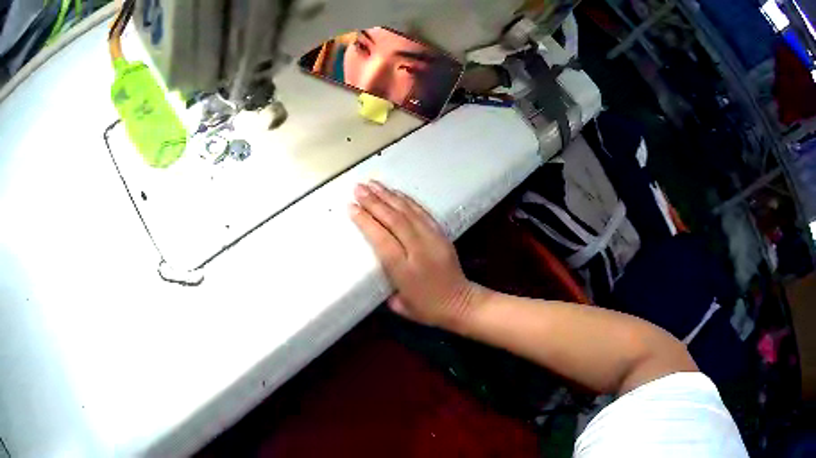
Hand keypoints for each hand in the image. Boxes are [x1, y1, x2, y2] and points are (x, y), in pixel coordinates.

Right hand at [350, 182, 481, 328]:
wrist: (462, 303)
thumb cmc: (428, 309)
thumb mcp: (401, 306)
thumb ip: (385, 288)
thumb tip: (373, 270)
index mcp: (405, 271)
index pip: (382, 240)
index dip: (366, 222)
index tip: (351, 208)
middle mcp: (419, 251)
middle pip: (394, 221)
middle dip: (374, 202)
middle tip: (358, 188)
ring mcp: (433, 240)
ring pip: (408, 212)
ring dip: (388, 196)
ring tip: (372, 184)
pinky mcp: (441, 234)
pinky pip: (422, 212)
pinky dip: (407, 201)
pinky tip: (395, 193)